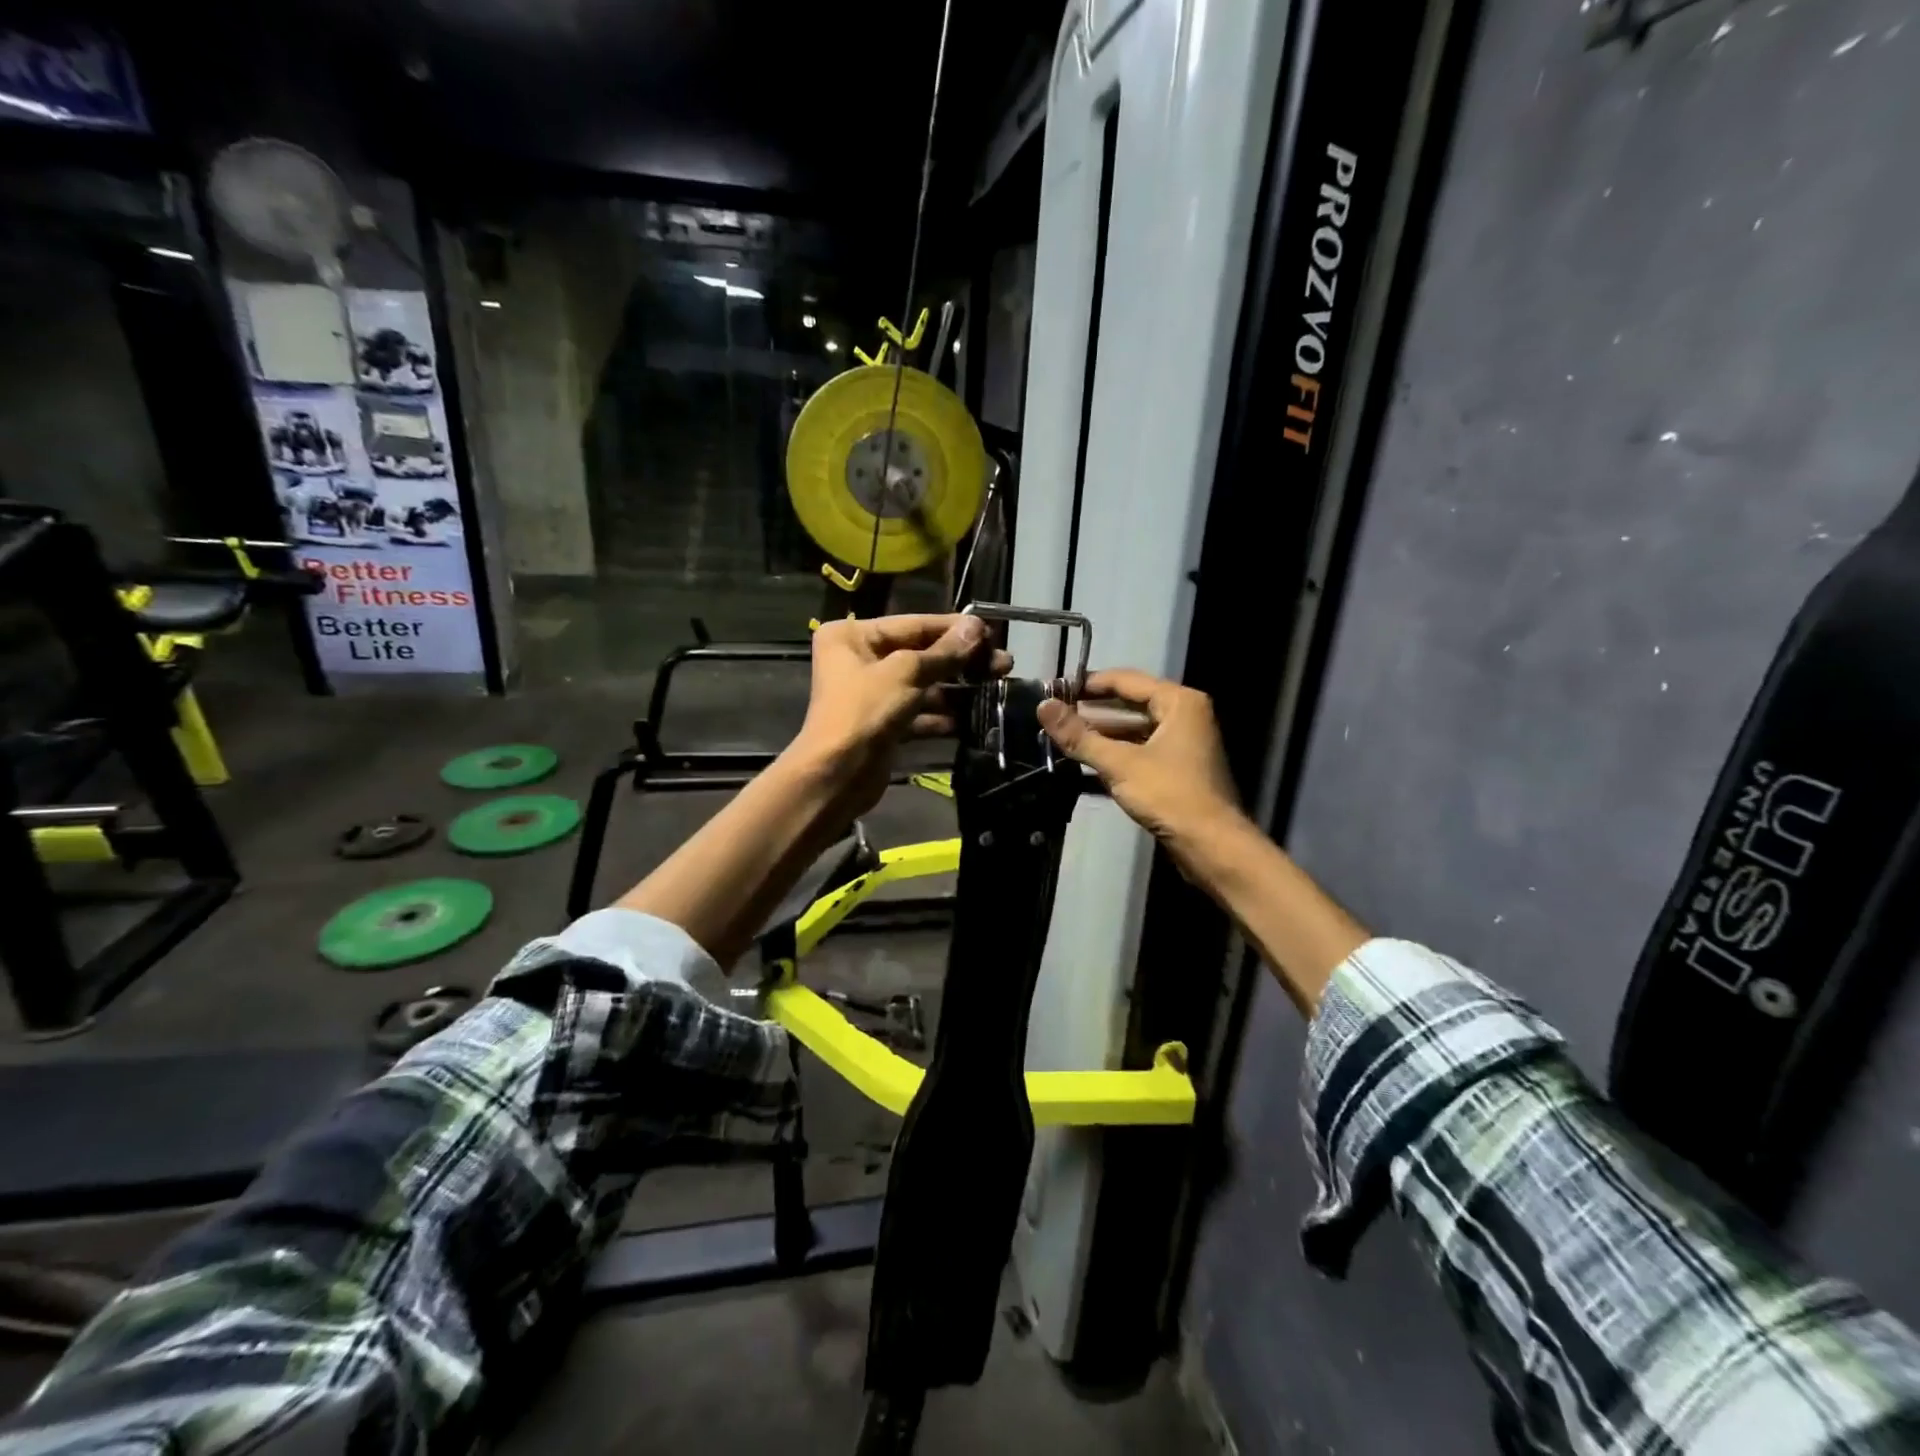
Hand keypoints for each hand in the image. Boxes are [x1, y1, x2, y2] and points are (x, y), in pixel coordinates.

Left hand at [789, 613, 1007, 816]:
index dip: (954, 628)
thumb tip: (976, 625)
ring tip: (997, 686)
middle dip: (961, 661)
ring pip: (922, 684)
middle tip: (1003, 662)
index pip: (913, 624)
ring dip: (957, 689)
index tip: (991, 632)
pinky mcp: (883, 723)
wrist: (837, 776)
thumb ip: (945, 651)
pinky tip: (972, 718)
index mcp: (853, 635)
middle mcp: (859, 659)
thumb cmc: (865, 711)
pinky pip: (918, 712)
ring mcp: (871, 693)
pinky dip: (942, 716)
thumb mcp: (907, 673)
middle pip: (920, 654)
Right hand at [1036, 669, 1244, 860]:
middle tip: (1056, 713)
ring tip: (1065, 737)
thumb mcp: (1119, 764)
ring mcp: (1184, 742)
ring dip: (1102, 733)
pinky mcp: (1179, 767)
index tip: (1055, 689)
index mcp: (1178, 702)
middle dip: (1093, 710)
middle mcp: (1185, 715)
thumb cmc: (1169, 795)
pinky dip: (1117, 752)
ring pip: (1135, 728)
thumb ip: (1079, 735)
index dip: (1089, 684)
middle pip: (1131, 703)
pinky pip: (1141, 749)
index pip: (1126, 680)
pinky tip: (1087, 761)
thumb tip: (1043, 707)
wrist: (1210, 844)